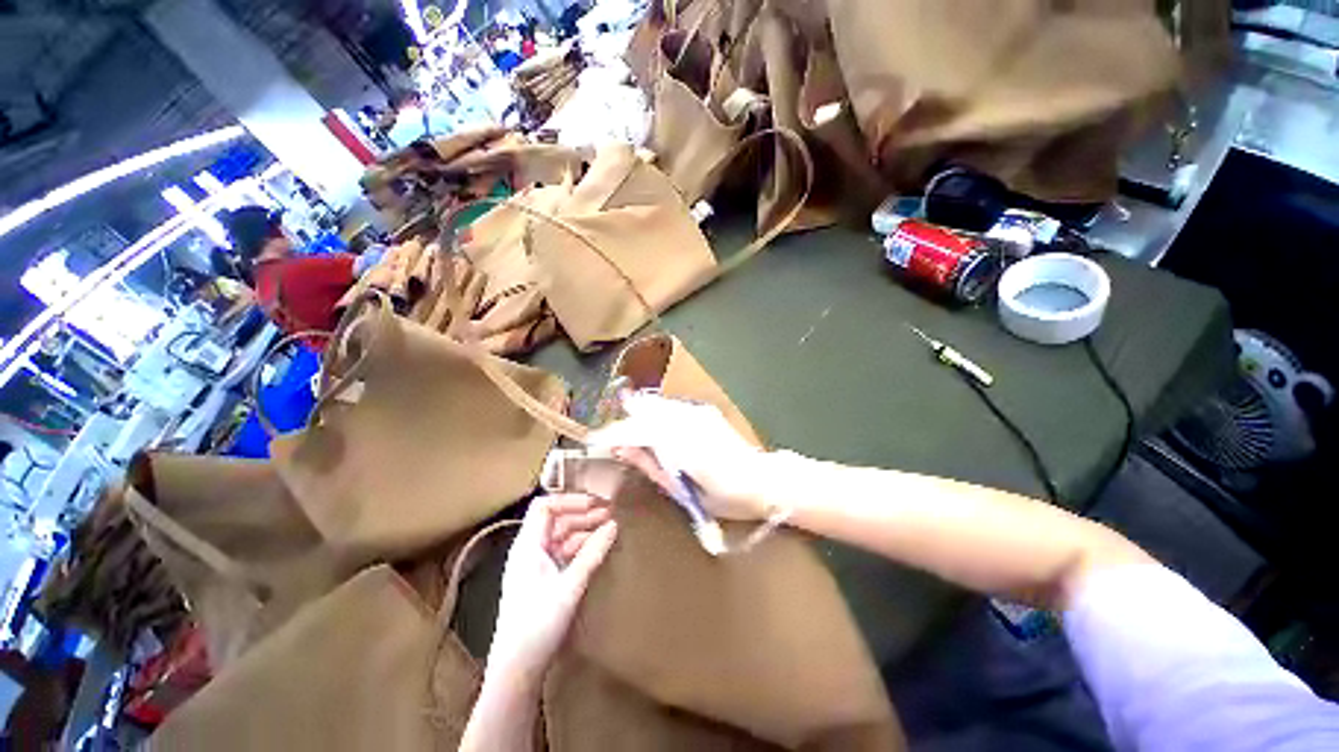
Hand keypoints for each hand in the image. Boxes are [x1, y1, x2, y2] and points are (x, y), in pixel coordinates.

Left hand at [486, 494, 616, 681]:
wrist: (517, 670)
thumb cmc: (538, 625)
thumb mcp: (569, 587)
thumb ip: (592, 553)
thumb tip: (614, 524)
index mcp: (528, 545)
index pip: (545, 506)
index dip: (570, 500)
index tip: (596, 504)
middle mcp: (530, 550)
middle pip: (556, 519)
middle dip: (583, 513)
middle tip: (611, 514)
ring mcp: (536, 565)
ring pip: (562, 536)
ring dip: (584, 530)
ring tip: (609, 529)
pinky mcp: (543, 580)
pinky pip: (564, 553)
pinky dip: (581, 547)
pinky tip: (598, 549)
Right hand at [588, 392, 778, 520]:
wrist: (762, 480)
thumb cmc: (725, 497)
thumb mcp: (684, 491)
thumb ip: (651, 466)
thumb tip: (623, 450)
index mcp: (682, 444)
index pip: (638, 430)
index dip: (614, 434)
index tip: (594, 442)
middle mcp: (688, 421)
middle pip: (644, 413)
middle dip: (623, 423)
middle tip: (607, 439)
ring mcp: (697, 412)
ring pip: (657, 405)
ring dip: (637, 415)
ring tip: (624, 431)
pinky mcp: (704, 411)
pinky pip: (671, 407)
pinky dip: (655, 413)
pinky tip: (649, 422)